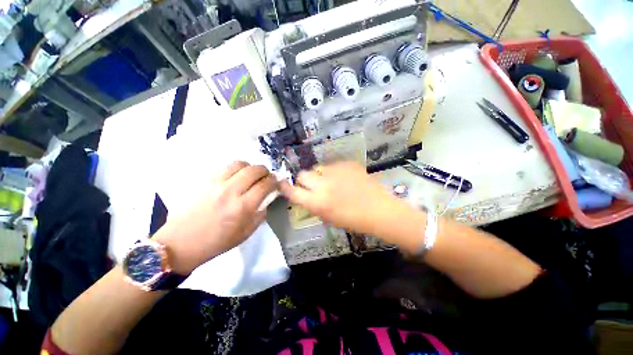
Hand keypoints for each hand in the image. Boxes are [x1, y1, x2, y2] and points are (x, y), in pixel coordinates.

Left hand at [154, 161, 278, 274]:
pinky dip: (236, 169)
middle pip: (254, 170)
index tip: (275, 182)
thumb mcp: (246, 232)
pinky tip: (235, 176)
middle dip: (265, 171)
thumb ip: (261, 213)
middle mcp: (230, 191)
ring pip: (240, 164)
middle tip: (265, 177)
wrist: (181, 242)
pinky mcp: (204, 181)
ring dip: (250, 167)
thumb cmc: (217, 242)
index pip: (265, 185)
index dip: (274, 181)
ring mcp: (215, 184)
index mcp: (242, 207)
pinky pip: (225, 167)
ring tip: (250, 175)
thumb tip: (267, 198)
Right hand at [280, 161, 422, 245]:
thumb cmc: (353, 220)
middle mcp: (323, 184)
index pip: (292, 191)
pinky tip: (345, 178)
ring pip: (318, 168)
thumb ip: (314, 204)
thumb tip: (307, 194)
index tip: (284, 184)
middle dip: (304, 179)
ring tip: (332, 181)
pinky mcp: (346, 164)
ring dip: (320, 175)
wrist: (379, 210)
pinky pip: (333, 165)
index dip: (286, 187)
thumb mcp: (328, 217)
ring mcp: (335, 172)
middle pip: (302, 174)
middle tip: (313, 184)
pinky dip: (335, 171)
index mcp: (317, 202)